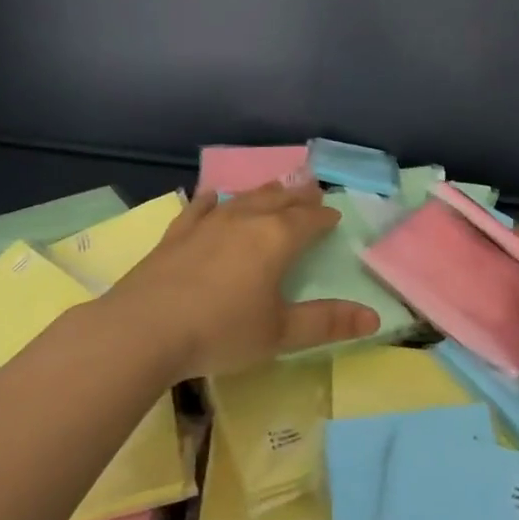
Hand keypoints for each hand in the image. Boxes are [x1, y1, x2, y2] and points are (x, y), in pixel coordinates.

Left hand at [105, 182, 378, 379]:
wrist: (144, 330)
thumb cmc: (221, 332)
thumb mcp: (279, 334)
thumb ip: (327, 323)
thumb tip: (374, 317)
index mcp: (277, 239)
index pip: (309, 220)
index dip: (324, 218)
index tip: (333, 216)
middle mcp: (246, 221)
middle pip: (279, 200)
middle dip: (298, 196)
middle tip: (311, 188)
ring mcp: (208, 223)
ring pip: (243, 198)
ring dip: (263, 191)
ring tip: (276, 185)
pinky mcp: (177, 234)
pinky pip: (199, 208)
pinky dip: (211, 200)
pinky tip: (212, 196)